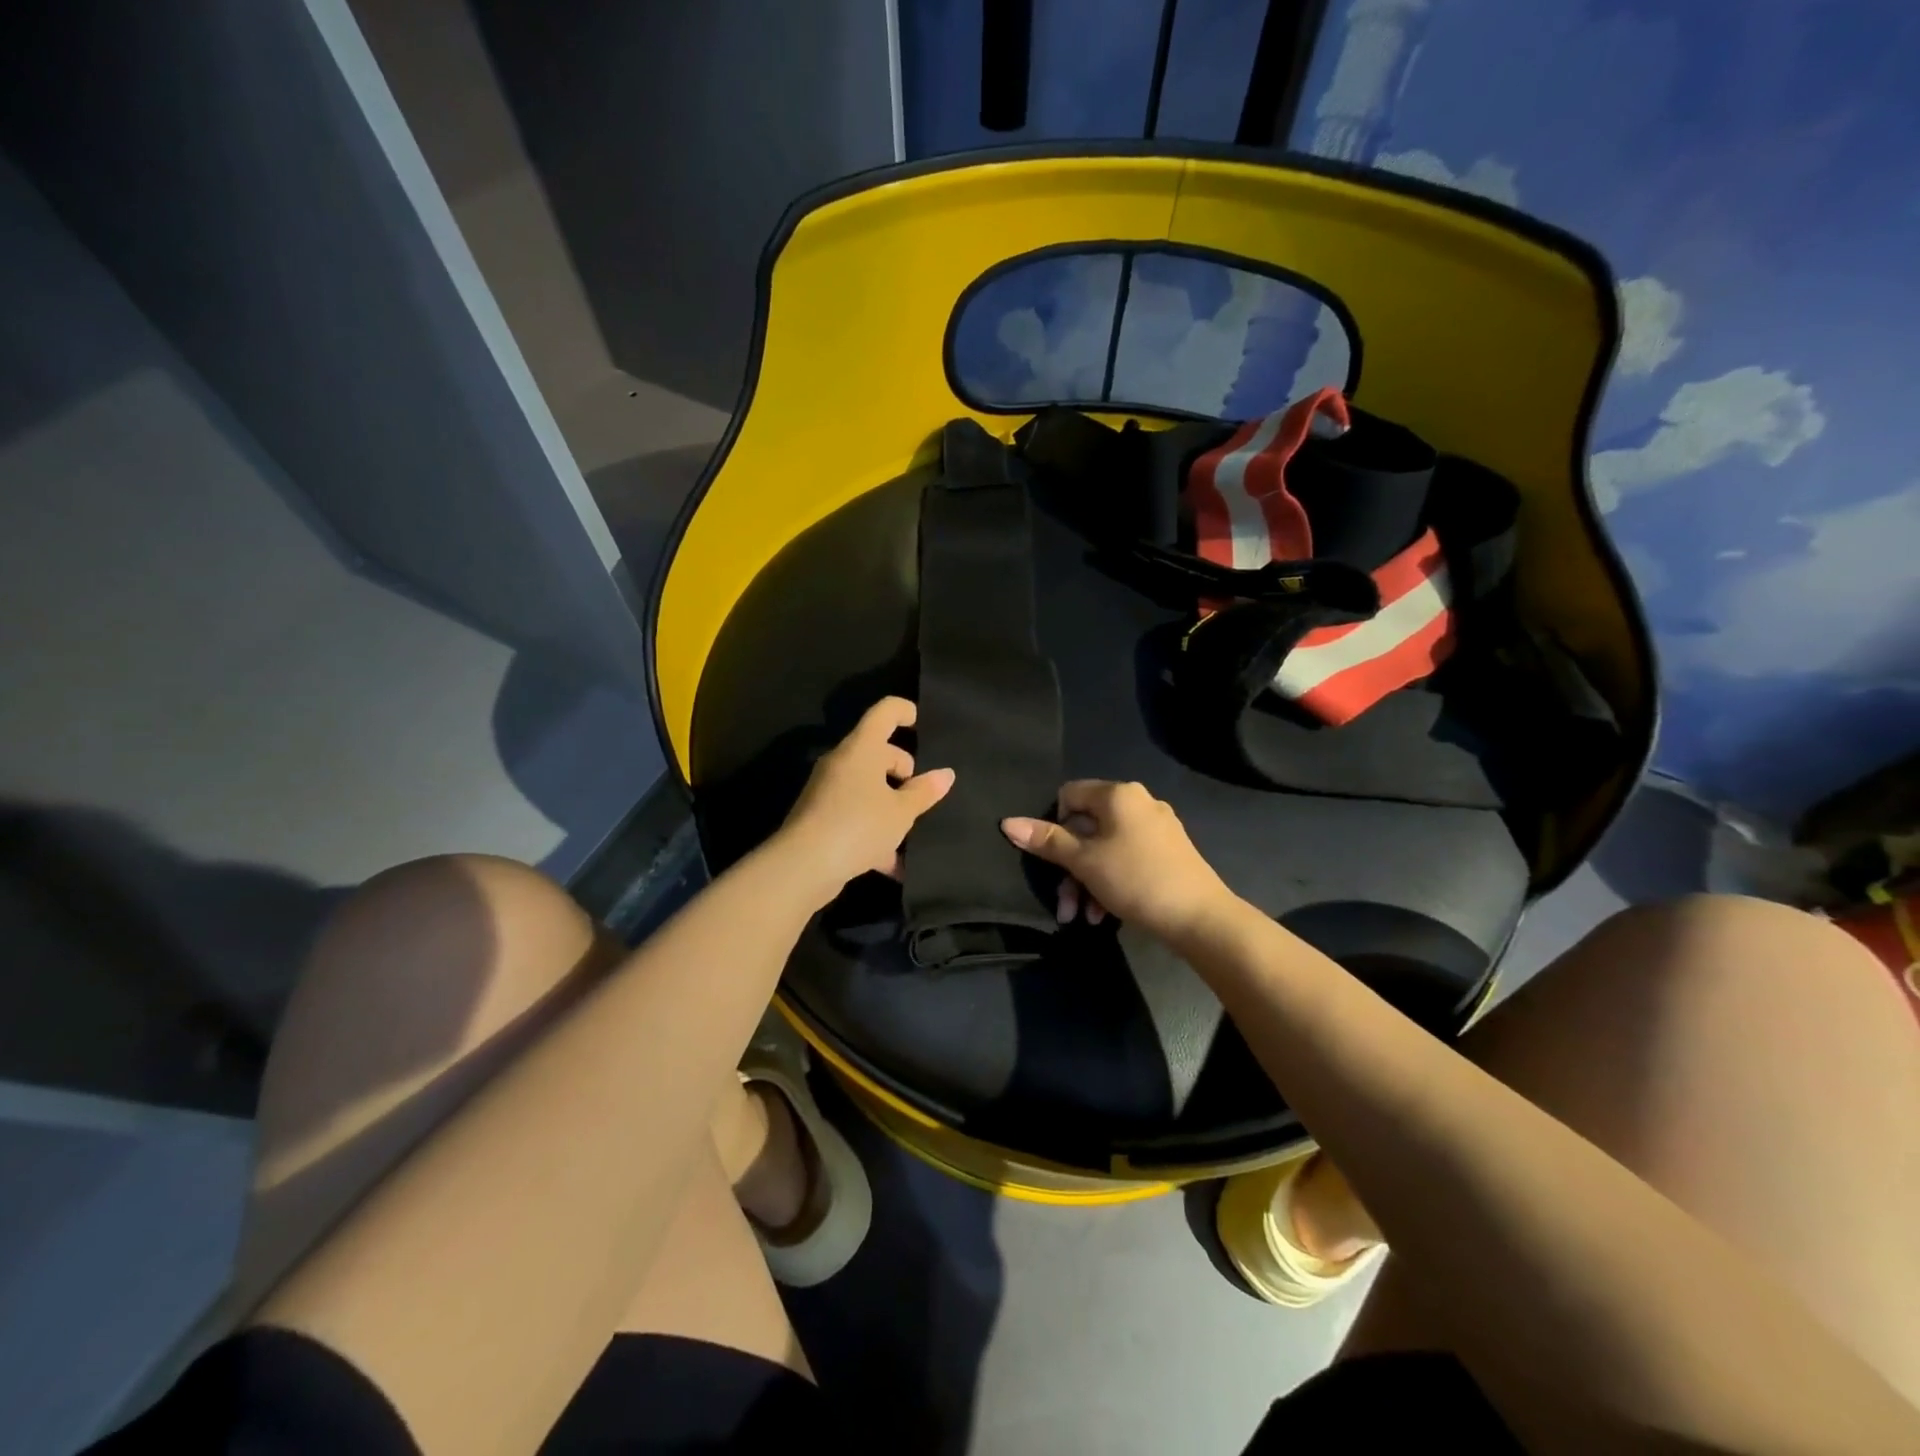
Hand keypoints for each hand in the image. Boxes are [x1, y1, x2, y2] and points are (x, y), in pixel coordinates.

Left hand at [775, 697, 954, 904]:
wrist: (802, 866)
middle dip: (903, 770)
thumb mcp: (901, 812)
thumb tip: (946, 774)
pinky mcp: (820, 818)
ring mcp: (827, 790)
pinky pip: (855, 815)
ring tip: (913, 833)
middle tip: (921, 797)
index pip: (884, 712)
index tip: (921, 722)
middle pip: (878, 752)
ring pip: (867, 787)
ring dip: (890, 806)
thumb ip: (924, 792)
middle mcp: (842, 763)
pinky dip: (874, 832)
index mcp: (861, 749)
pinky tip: (893, 864)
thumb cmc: (859, 826)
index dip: (904, 711)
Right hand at [1001, 780, 1234, 942]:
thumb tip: (1007, 822)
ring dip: (1086, 882)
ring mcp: (1156, 828)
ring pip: (1105, 848)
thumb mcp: (1084, 862)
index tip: (1054, 858)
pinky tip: (1105, 915)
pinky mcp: (1168, 853)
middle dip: (1069, 868)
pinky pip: (1126, 859)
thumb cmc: (1136, 880)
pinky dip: (1110, 882)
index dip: (1054, 825)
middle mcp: (1138, 803)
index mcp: (1118, 795)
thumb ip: (1046, 841)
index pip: (1069, 794)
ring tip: (1082, 918)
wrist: (1200, 918)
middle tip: (1064, 904)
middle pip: (1086, 827)